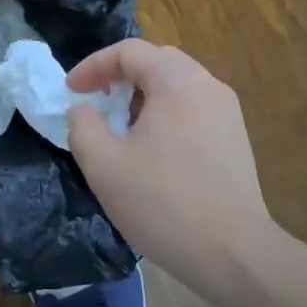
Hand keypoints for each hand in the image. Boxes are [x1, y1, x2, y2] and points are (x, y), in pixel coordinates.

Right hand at [66, 40, 283, 293]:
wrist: (235, 255)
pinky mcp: (235, 137)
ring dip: (143, 95)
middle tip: (97, 101)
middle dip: (120, 75)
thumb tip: (83, 109)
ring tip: (122, 127)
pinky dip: (166, 112)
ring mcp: (227, 111)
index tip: (71, 92)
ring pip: (177, 84)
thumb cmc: (163, 204)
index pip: (128, 51)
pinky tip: (153, 149)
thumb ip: (82, 125)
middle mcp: (207, 85)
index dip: (93, 66)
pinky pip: (193, 106)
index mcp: (177, 82)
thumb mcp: (103, 164)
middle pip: (157, 60)